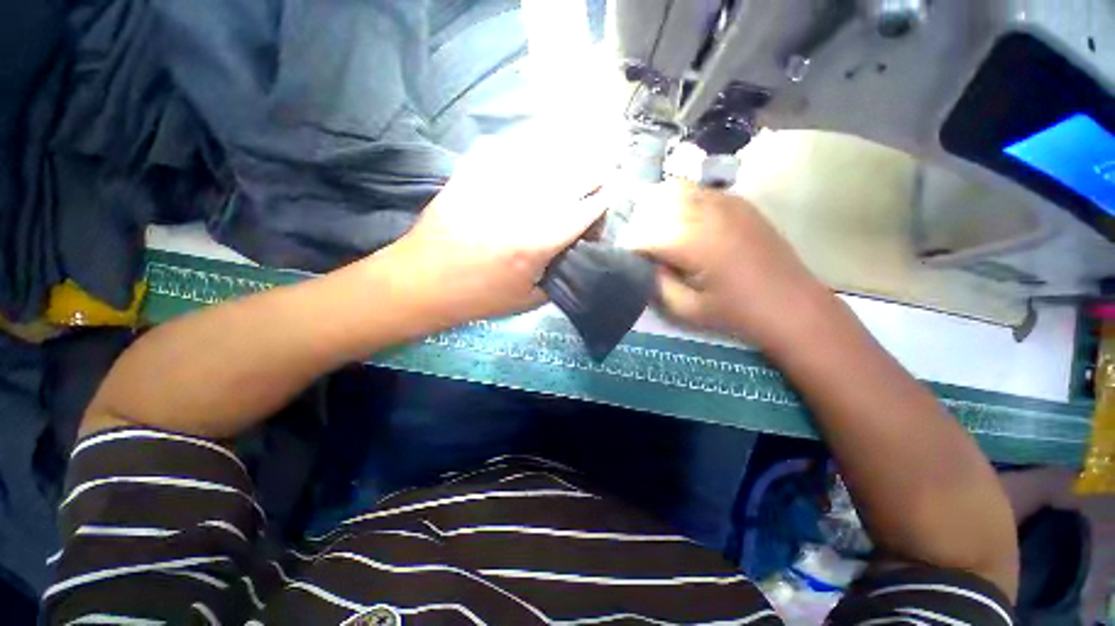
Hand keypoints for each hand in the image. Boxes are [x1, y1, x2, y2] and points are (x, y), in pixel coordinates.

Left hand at [389, 128, 606, 326]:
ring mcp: (495, 186)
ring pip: (542, 157)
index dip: (603, 199)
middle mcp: (523, 207)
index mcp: (539, 242)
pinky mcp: (471, 175)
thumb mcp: (527, 300)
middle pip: (569, 177)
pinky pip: (503, 150)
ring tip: (583, 143)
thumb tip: (574, 256)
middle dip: (595, 166)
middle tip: (610, 157)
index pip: (583, 212)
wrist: (423, 281)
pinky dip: (523, 147)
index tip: (616, 187)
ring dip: (567, 150)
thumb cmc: (478, 297)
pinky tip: (532, 148)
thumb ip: (558, 278)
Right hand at [621, 180, 832, 349]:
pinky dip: (679, 202)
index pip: (643, 234)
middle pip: (654, 205)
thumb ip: (655, 283)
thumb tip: (642, 262)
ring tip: (656, 232)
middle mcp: (706, 212)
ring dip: (656, 209)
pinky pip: (697, 190)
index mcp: (693, 242)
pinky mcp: (737, 200)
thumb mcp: (685, 308)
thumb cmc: (736, 312)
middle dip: (638, 225)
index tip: (622, 258)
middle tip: (638, 247)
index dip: (627, 246)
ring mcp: (725, 201)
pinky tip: (682, 223)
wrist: (791, 304)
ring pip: (674, 190)